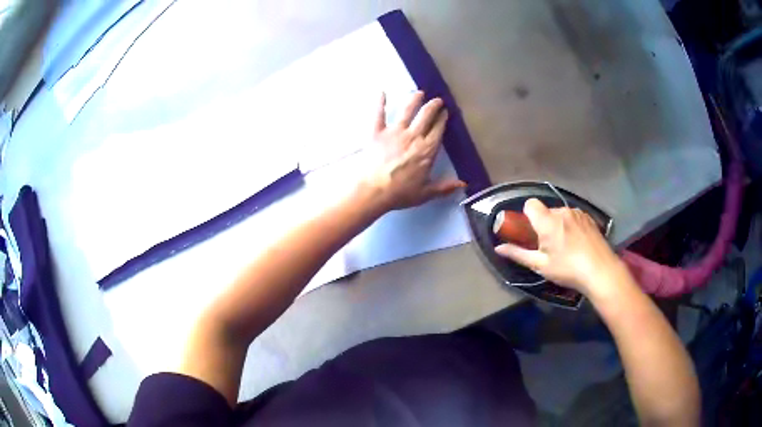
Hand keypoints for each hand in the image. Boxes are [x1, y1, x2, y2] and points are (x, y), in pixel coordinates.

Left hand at [364, 91, 465, 211]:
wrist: (373, 191)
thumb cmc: (400, 193)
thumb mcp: (426, 193)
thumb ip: (445, 187)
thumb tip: (463, 184)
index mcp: (427, 150)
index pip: (438, 130)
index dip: (442, 119)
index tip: (446, 112)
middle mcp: (413, 136)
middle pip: (426, 115)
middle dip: (433, 105)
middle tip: (437, 100)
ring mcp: (394, 132)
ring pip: (407, 110)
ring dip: (414, 99)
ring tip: (419, 93)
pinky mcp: (376, 132)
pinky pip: (378, 114)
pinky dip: (380, 102)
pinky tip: (381, 92)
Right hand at [494, 198, 622, 294]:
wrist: (601, 271)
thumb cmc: (568, 269)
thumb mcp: (540, 265)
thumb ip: (518, 254)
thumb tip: (498, 248)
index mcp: (548, 221)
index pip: (530, 204)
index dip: (527, 215)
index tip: (530, 232)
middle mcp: (562, 211)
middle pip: (546, 210)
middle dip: (543, 223)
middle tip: (548, 245)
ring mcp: (577, 213)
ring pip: (560, 214)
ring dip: (558, 224)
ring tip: (565, 246)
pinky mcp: (589, 217)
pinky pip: (573, 216)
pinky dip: (570, 225)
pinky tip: (577, 243)